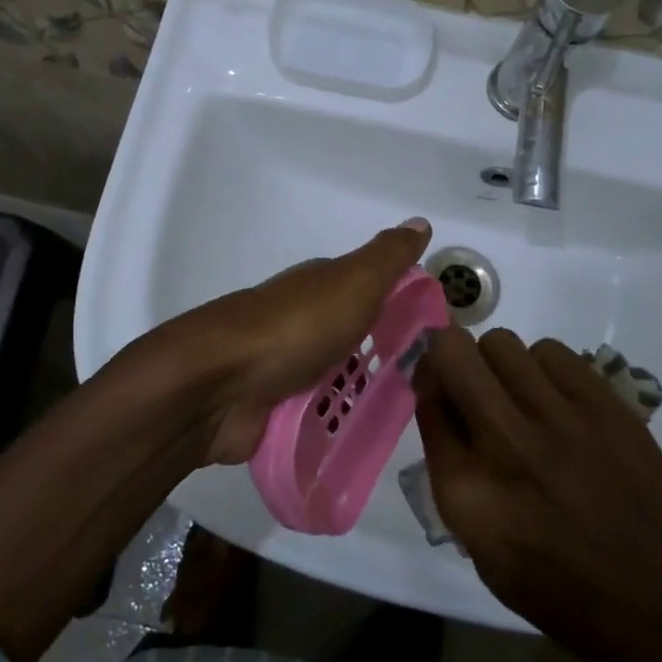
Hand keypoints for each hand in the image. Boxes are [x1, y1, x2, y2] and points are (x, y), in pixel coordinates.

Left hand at [157, 219, 432, 464]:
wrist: (220, 384)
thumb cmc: (295, 327)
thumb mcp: (352, 282)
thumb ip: (387, 257)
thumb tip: (420, 221)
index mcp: (322, 288)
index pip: (374, 292)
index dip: (406, 308)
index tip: (441, 337)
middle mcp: (305, 323)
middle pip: (358, 339)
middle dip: (390, 360)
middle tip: (432, 387)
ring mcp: (288, 368)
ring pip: (340, 380)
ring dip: (365, 396)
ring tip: (408, 421)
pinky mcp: (276, 411)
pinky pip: (319, 418)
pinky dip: (338, 426)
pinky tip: (366, 441)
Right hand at [414, 326, 661, 661]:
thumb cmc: (563, 590)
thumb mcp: (482, 548)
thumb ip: (451, 468)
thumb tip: (441, 401)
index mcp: (467, 491)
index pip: (424, 400)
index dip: (426, 385)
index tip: (437, 389)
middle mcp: (506, 442)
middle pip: (453, 352)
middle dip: (449, 357)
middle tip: (468, 381)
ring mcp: (560, 417)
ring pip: (502, 343)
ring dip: (498, 364)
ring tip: (518, 396)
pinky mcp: (605, 404)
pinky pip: (552, 351)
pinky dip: (543, 367)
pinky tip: (557, 401)